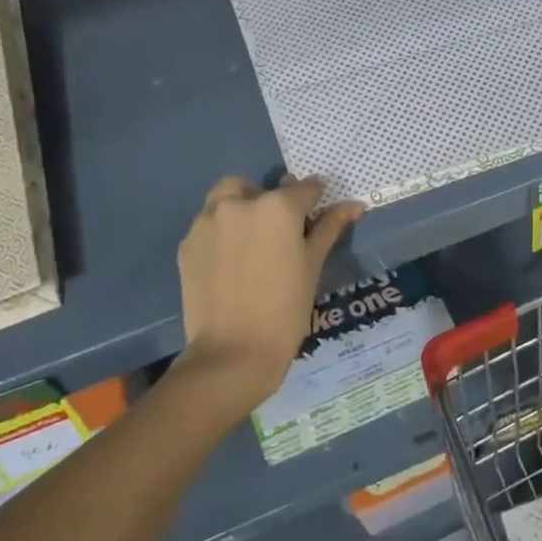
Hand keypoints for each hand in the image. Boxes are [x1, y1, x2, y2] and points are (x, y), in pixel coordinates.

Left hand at [177, 175, 364, 409]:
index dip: (315, 199)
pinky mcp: (187, 244)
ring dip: (241, 210)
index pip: (304, 188)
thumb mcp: (313, 266)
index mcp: (277, 207)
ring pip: (226, 200)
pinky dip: (221, 233)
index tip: (319, 213)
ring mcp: (207, 222)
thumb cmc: (285, 310)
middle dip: (270, 201)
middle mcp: (239, 204)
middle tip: (280, 233)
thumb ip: (329, 228)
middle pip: (258, 187)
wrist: (232, 352)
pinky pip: (208, 225)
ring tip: (252, 245)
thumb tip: (354, 204)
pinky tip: (231, 264)